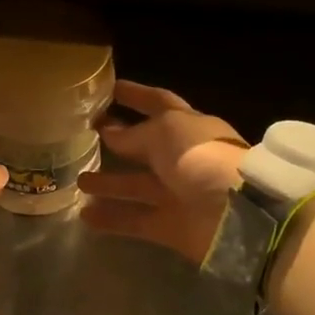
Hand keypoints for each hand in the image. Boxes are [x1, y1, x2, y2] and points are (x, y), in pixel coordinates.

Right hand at [78, 81, 247, 263]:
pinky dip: (112, 218)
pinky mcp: (171, 226)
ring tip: (78, 179)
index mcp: (189, 127)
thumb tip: (110, 132)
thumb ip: (134, 134)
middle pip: (144, 146)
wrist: (236, 214)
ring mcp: (178, 193)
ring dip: (108, 182)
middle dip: (117, 140)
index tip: (109, 88)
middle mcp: (183, 158)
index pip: (158, 103)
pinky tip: (85, 214)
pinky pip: (136, 220)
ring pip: (136, 185)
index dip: (135, 95)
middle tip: (85, 136)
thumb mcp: (165, 133)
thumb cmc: (202, 158)